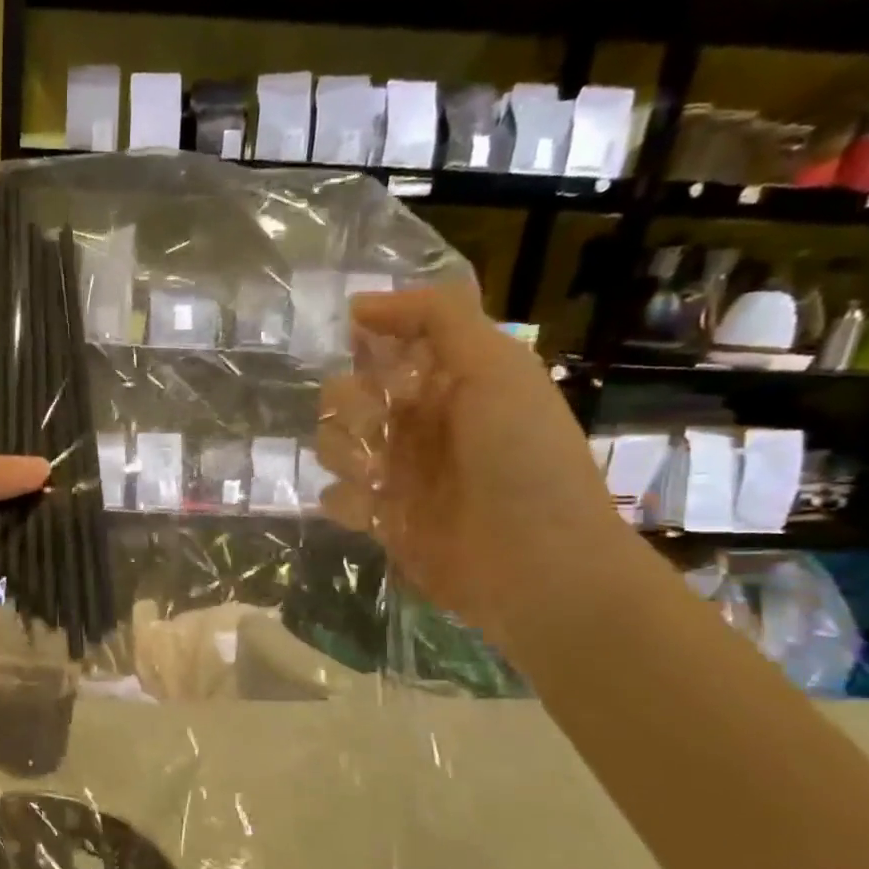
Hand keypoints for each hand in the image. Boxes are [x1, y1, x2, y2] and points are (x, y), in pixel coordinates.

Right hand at [313, 279, 622, 646]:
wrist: (536, 564)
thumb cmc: (522, 458)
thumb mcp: (497, 368)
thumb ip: (439, 319)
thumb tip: (361, 305)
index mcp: (449, 380)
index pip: (387, 344)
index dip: (368, 342)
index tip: (358, 348)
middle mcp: (418, 422)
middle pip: (346, 393)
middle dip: (350, 404)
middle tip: (377, 425)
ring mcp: (397, 472)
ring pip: (332, 443)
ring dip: (345, 452)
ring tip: (375, 475)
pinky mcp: (382, 519)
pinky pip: (335, 497)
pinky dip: (345, 500)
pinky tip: (373, 510)